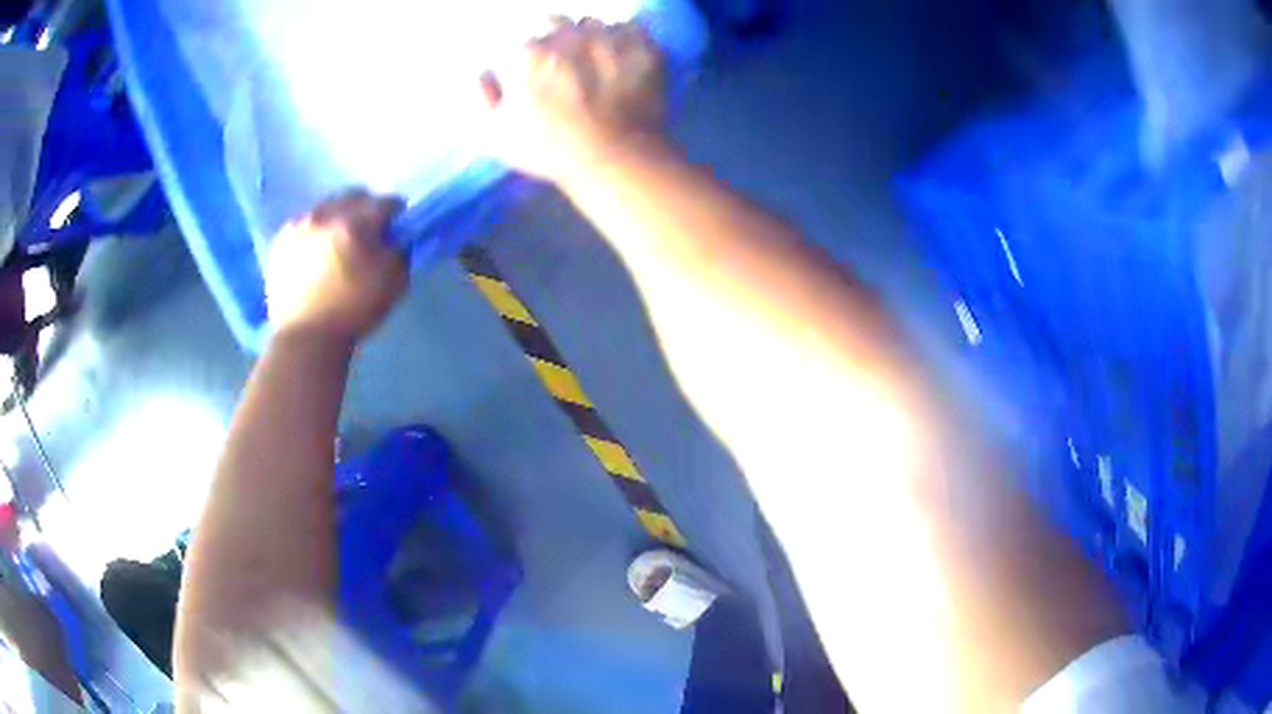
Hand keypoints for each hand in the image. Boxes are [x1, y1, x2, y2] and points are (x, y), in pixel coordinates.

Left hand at [264, 190, 406, 343]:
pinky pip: (304, 223)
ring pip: (326, 207)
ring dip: (337, 218)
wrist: (305, 338)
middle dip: (365, 209)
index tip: (398, 230)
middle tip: (368, 234)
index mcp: (356, 223)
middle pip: (353, 196)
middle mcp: (325, 214)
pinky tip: (315, 254)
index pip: (386, 202)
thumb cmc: (353, 311)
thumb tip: (397, 237)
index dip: (397, 215)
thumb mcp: (393, 283)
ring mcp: (299, 225)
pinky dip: (314, 232)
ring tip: (337, 243)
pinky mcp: (280, 241)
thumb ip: (399, 251)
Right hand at [480, 17, 667, 183]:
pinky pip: (633, 29)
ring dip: (592, 36)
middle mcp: (569, 35)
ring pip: (596, 24)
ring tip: (597, 60)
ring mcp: (610, 38)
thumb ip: (481, 98)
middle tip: (567, 65)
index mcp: (530, 52)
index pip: (526, 40)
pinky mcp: (644, 48)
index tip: (538, 75)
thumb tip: (483, 72)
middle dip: (559, 39)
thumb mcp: (495, 135)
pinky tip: (625, 59)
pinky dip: (627, 40)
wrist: (616, 159)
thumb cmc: (550, 149)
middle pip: (559, 23)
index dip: (530, 58)